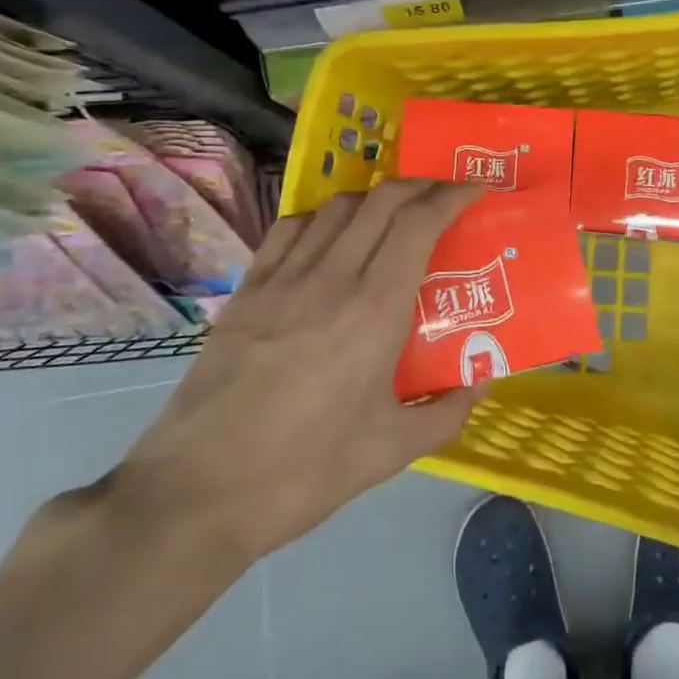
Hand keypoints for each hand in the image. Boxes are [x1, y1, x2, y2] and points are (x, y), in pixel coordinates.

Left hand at [117, 179, 486, 574]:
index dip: (451, 195)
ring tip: (393, 214)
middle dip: (421, 186)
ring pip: (336, 207)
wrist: (197, 493)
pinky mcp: (246, 290)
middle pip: (382, 201)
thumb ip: (446, 413)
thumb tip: (481, 380)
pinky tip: (330, 236)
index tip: (477, 187)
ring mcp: (282, 279)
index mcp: (375, 309)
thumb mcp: (390, 451)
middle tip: (444, 196)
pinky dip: (323, 216)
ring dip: (374, 198)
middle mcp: (331, 277)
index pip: (419, 223)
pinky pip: (290, 229)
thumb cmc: (304, 471)